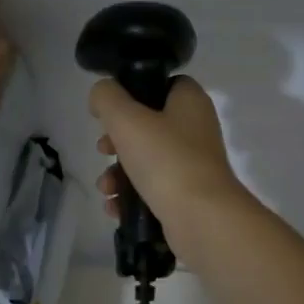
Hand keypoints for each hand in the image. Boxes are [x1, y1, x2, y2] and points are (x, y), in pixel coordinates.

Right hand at [89, 76, 253, 251]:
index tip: (110, 110)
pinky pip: (152, 189)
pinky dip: (131, 196)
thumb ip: (106, 98)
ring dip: (118, 173)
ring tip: (106, 188)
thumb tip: (101, 95)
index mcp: (190, 101)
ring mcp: (193, 165)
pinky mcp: (187, 195)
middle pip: (147, 125)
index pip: (161, 84)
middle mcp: (195, 129)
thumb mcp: (126, 119)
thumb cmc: (166, 160)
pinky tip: (114, 207)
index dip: (132, 92)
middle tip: (103, 149)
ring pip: (146, 160)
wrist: (202, 219)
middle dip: (116, 141)